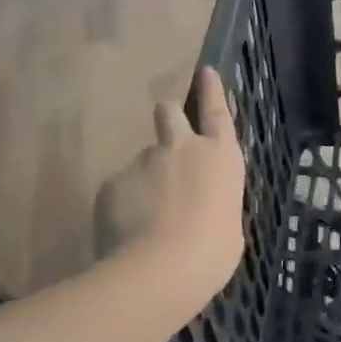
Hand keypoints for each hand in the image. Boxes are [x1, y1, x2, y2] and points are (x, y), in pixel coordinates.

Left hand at [94, 67, 245, 298]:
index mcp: (220, 156)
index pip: (216, 111)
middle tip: (168, 143)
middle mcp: (182, 148)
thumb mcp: (229, 224)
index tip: (205, 71)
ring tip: (147, 221)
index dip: (211, 90)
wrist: (160, 270)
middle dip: (168, 118)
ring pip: (143, 161)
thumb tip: (201, 205)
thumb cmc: (213, 251)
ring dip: (146, 180)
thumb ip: (214, 202)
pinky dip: (124, 205)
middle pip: (169, 113)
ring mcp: (143, 161)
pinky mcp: (111, 182)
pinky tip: (127, 233)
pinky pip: (120, 189)